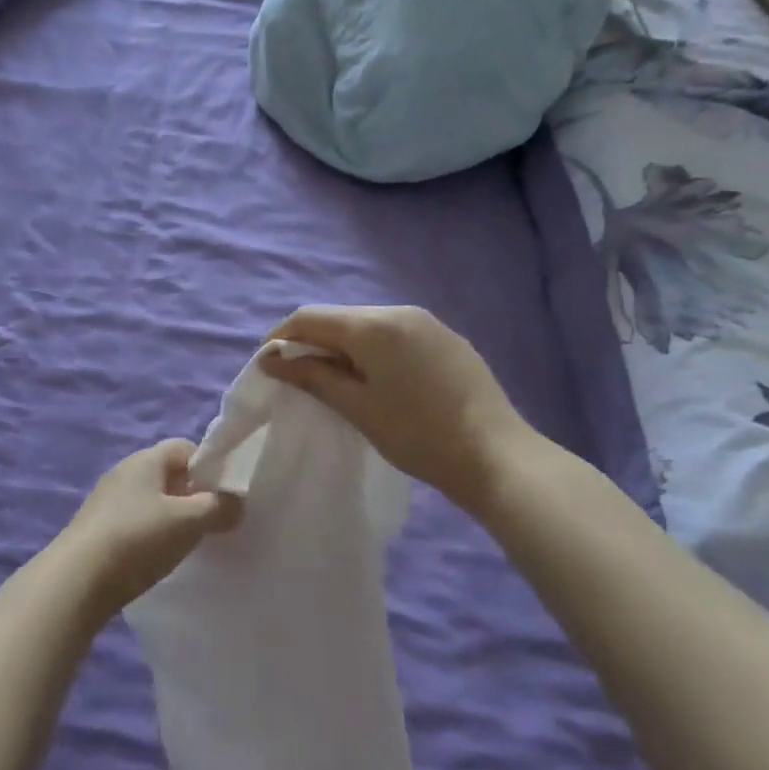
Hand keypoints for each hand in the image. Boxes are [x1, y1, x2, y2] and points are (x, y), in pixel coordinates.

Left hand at [57, 440, 241, 621]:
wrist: (76, 581)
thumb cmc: (137, 540)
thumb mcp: (187, 523)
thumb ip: (218, 508)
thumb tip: (237, 501)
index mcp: (146, 459)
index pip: (185, 448)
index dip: (208, 468)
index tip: (224, 497)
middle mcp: (125, 470)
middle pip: (168, 474)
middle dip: (192, 496)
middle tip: (210, 525)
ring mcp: (108, 499)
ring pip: (151, 499)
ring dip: (170, 517)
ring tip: (185, 546)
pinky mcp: (97, 527)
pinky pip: (134, 521)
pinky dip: (150, 534)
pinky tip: (155, 559)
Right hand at [260, 305, 540, 508]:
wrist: (499, 457)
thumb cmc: (419, 435)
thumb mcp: (358, 408)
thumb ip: (312, 376)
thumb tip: (271, 359)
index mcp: (374, 324)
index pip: (311, 317)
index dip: (282, 337)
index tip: (269, 365)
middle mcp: (399, 311)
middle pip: (340, 318)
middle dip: (314, 342)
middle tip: (302, 378)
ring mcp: (428, 323)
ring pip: (369, 325)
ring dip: (345, 346)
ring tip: (339, 382)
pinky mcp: (448, 339)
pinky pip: (396, 334)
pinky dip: (375, 350)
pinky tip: (381, 381)